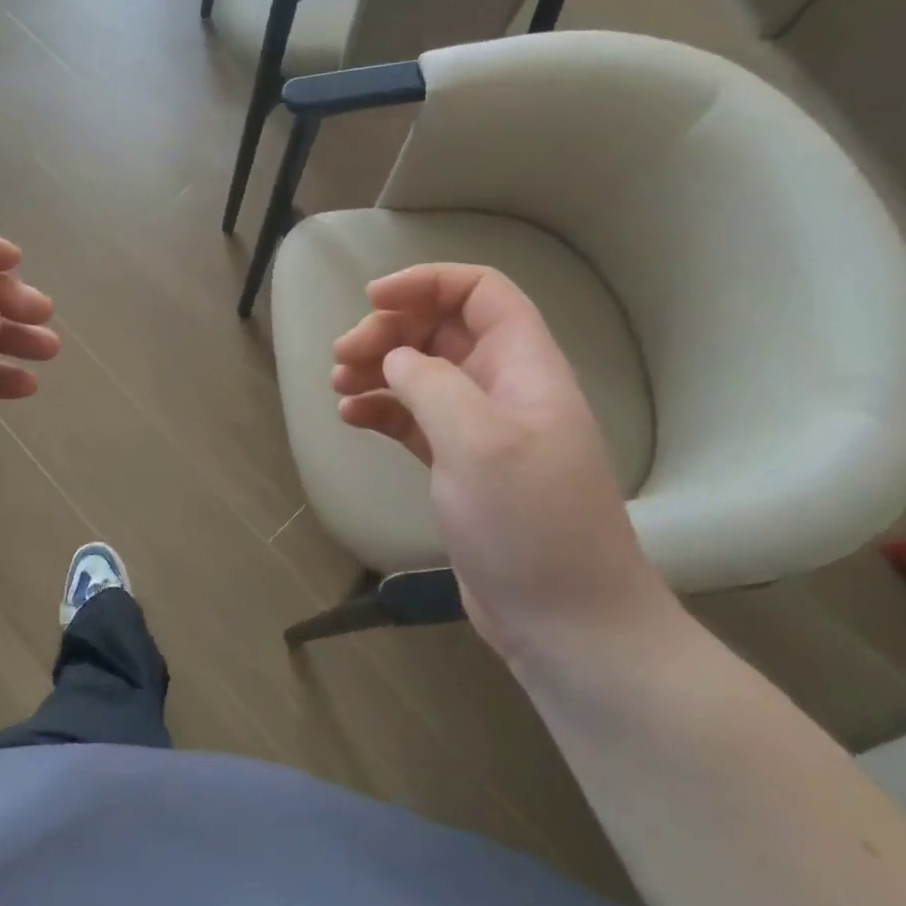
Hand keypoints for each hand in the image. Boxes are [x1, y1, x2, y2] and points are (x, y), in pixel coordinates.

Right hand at [331, 264, 671, 661]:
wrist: (568, 624)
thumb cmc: (530, 522)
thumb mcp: (478, 441)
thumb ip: (431, 384)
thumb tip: (396, 361)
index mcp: (524, 366)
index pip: (479, 292)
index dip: (426, 282)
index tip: (372, 299)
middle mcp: (503, 387)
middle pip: (442, 329)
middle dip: (389, 331)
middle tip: (343, 356)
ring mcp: (482, 429)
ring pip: (422, 373)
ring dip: (378, 369)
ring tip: (338, 385)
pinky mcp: (460, 466)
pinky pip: (414, 419)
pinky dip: (381, 410)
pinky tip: (350, 418)